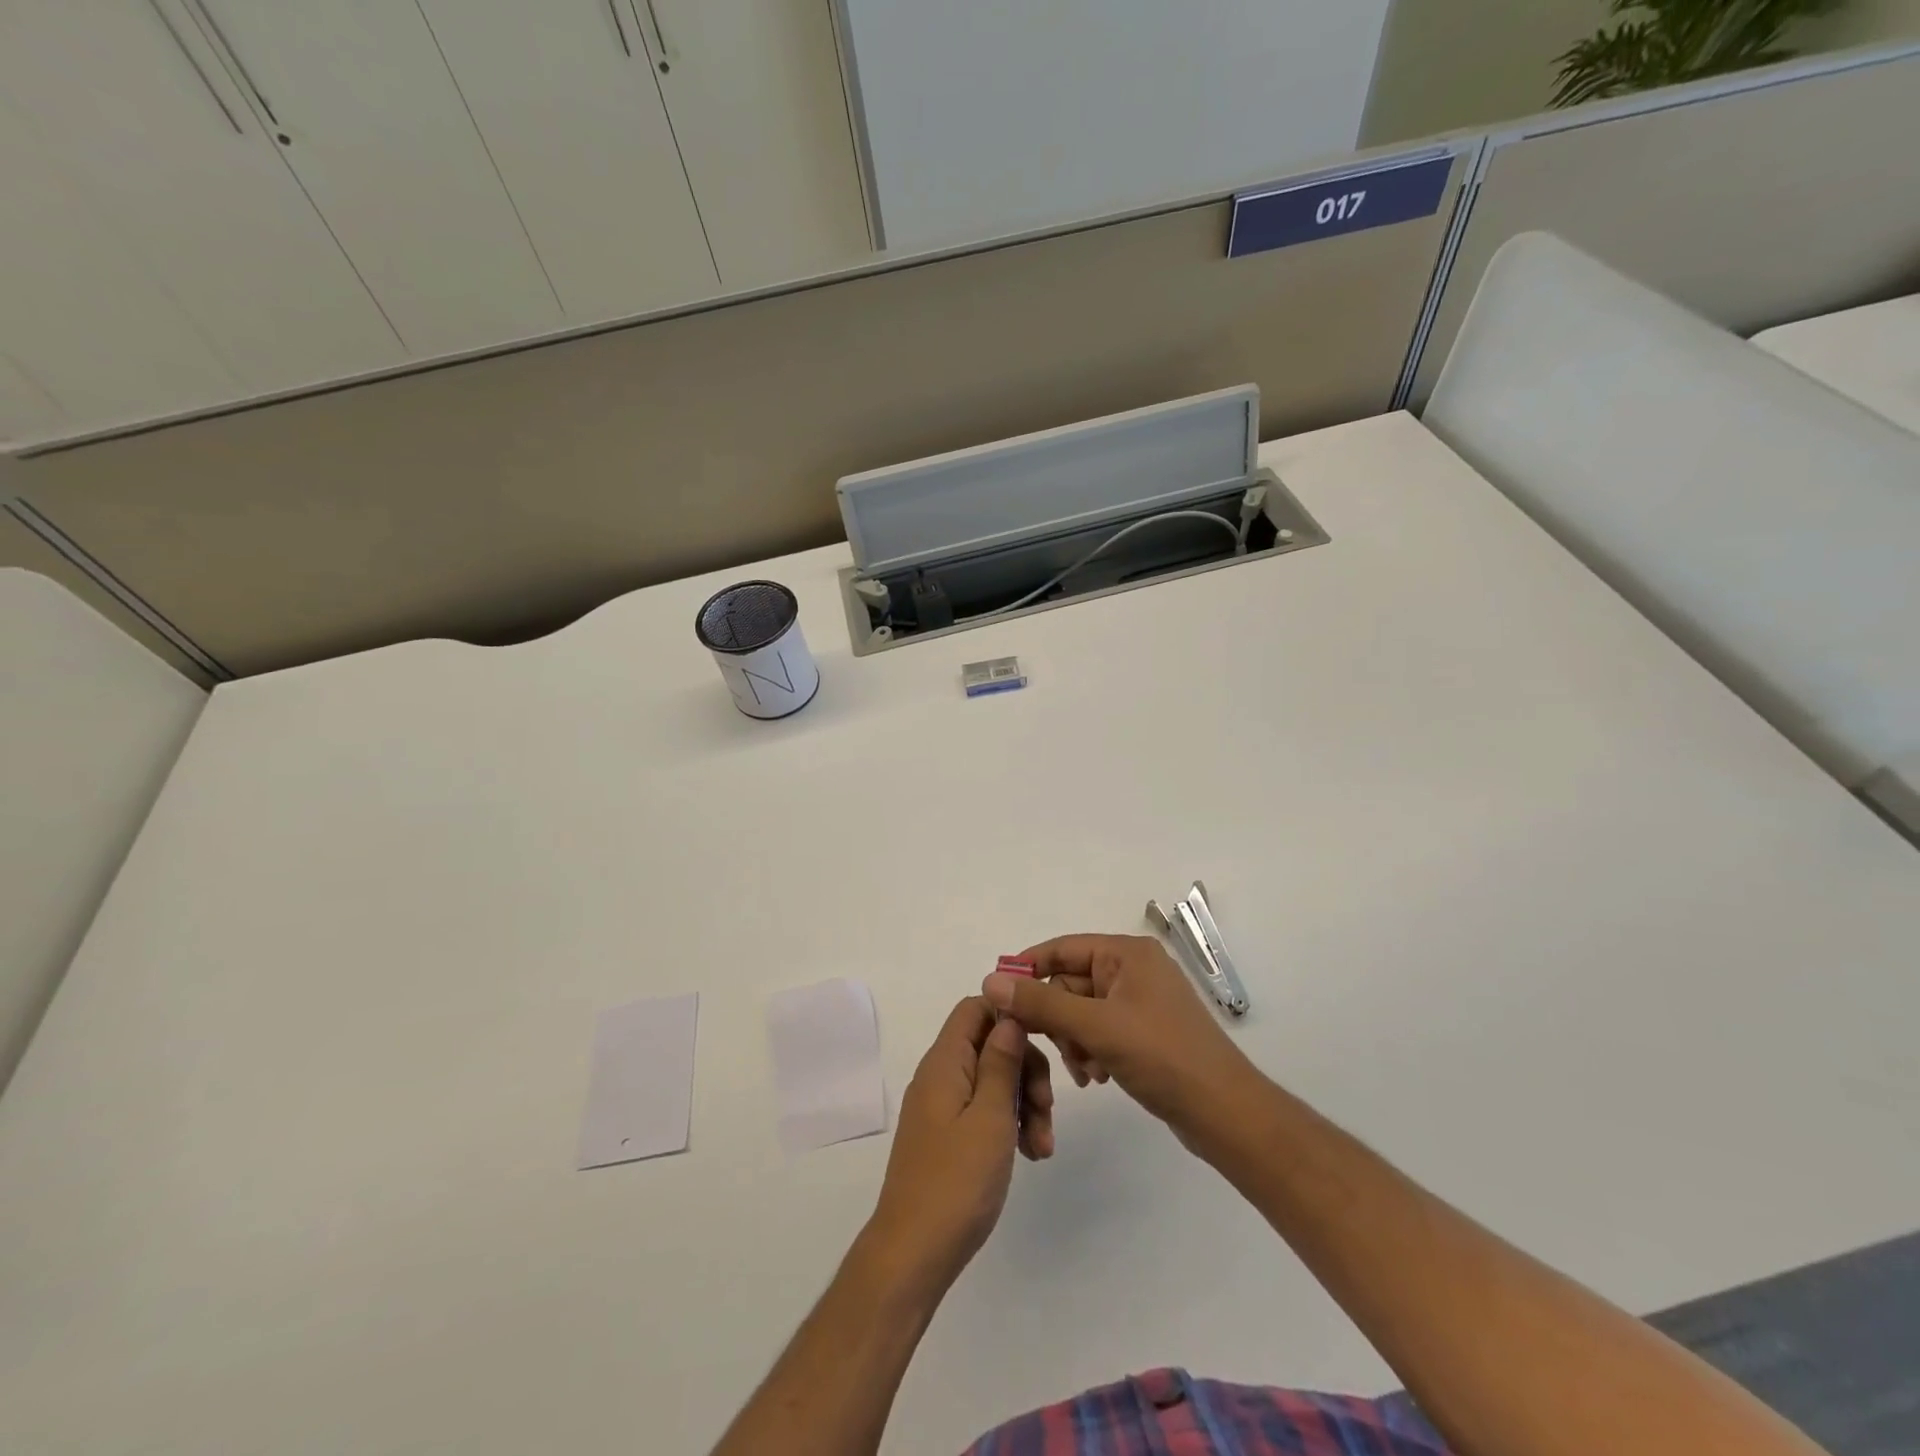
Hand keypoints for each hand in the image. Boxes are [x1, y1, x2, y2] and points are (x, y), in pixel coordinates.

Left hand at [865, 997, 1053, 1295]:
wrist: (913, 1253)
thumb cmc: (957, 1181)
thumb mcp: (989, 1117)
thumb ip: (1000, 1062)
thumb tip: (1009, 1015)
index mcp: (944, 1061)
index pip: (975, 1007)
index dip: (1010, 1014)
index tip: (1046, 1040)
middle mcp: (940, 1075)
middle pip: (990, 1044)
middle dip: (1026, 1070)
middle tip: (1047, 1108)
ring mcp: (942, 1106)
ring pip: (992, 1080)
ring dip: (1023, 1103)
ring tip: (1043, 1147)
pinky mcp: (947, 1135)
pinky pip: (982, 1110)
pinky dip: (1008, 1124)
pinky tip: (1030, 1155)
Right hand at [983, 934, 1258, 1149]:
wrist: (1225, 1113)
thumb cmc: (1162, 1057)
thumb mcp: (1096, 1026)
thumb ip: (1042, 1003)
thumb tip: (990, 982)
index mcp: (1127, 954)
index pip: (1062, 949)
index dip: (1028, 969)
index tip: (998, 997)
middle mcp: (1133, 970)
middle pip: (1069, 984)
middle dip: (1058, 1019)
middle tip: (1054, 1049)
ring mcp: (1140, 1002)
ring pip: (1081, 1012)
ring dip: (1073, 1041)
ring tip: (1085, 1071)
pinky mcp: (1144, 1033)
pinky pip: (1099, 1031)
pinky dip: (1091, 1051)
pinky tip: (1096, 1077)